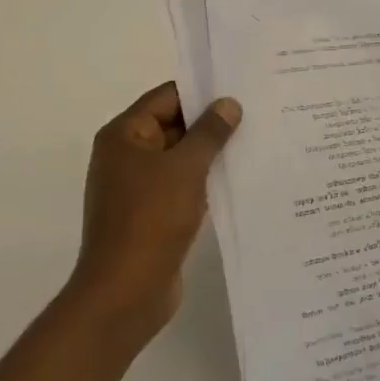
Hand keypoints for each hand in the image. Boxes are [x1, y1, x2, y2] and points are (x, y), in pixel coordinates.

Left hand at [70, 81, 240, 340]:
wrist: (125, 292)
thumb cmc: (151, 219)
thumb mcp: (185, 168)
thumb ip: (209, 133)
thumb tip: (228, 103)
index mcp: (124, 135)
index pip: (166, 97)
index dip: (201, 91)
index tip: (239, 88)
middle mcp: (126, 155)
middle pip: (173, 125)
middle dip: (211, 123)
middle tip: (256, 113)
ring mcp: (137, 187)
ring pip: (179, 158)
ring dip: (210, 154)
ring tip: (254, 143)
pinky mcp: (150, 214)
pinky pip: (180, 186)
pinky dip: (204, 181)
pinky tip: (238, 180)